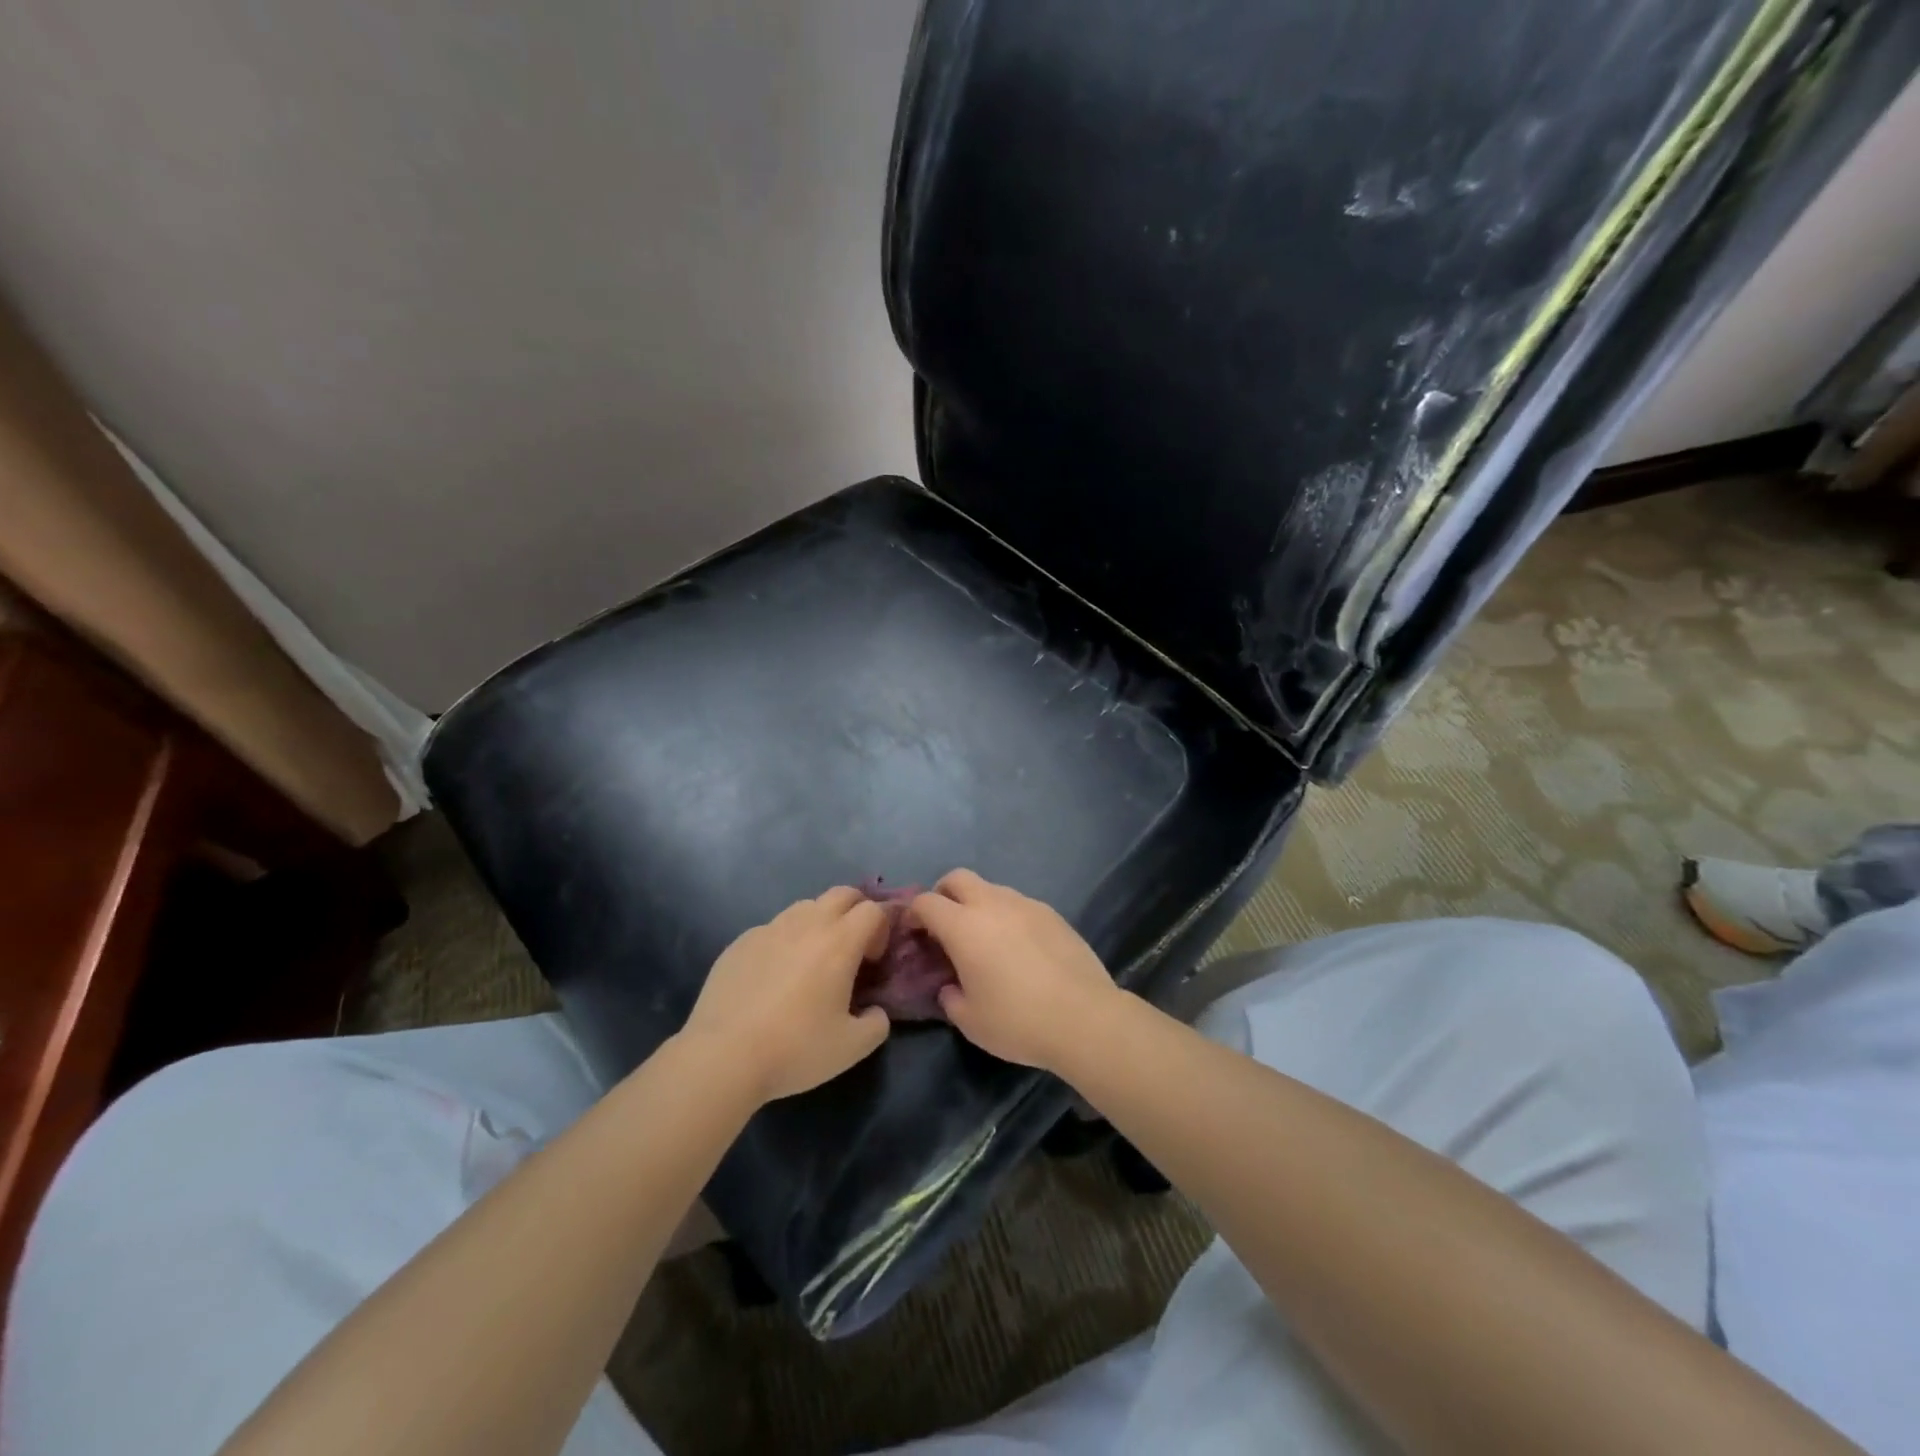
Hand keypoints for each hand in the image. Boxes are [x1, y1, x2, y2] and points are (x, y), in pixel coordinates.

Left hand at [682, 887, 891, 1101]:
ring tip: (812, 960)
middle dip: (856, 911)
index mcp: (839, 942)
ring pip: (805, 907)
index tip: (873, 961)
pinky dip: (784, 941)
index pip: (873, 910)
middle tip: (852, 948)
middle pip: (842, 894)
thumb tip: (874, 1011)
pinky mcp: (740, 942)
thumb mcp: (852, 1048)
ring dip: (819, 922)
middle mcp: (806, 924)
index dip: (881, 930)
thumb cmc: (795, 1048)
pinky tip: (774, 977)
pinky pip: (772, 929)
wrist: (723, 1056)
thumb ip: (876, 1024)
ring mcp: (769, 929)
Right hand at [909, 870, 1119, 1069]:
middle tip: (944, 925)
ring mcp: (1026, 905)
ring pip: (991, 889)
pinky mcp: (1052, 913)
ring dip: (978, 904)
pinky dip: (1008, 916)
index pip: (926, 901)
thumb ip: (950, 997)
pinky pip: (1019, 904)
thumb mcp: (970, 1021)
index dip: (914, 914)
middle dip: (944, 894)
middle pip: (958, 878)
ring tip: (985, 939)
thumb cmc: (1018, 1021)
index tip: (914, 934)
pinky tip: (1018, 948)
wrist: (1085, 1017)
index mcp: (964, 926)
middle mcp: (992, 904)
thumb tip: (950, 987)